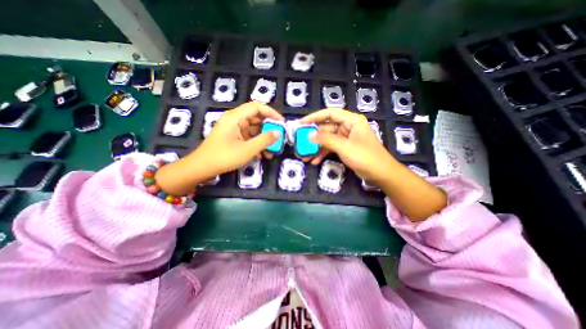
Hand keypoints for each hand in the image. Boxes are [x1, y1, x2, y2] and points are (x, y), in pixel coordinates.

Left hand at [155, 101, 283, 194]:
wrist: (202, 168)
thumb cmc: (224, 157)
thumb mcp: (247, 149)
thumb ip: (264, 140)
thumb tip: (278, 133)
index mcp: (235, 117)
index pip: (257, 107)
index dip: (271, 113)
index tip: (281, 123)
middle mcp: (234, 120)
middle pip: (256, 118)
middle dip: (268, 128)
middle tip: (279, 137)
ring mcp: (233, 129)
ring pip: (253, 130)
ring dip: (263, 139)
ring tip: (272, 151)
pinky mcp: (233, 138)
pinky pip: (248, 137)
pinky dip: (256, 144)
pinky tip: (263, 155)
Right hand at [299, 107, 446, 220]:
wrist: (381, 173)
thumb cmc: (365, 157)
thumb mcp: (344, 147)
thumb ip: (326, 140)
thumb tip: (309, 135)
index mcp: (351, 120)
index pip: (329, 113)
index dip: (314, 117)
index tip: (302, 123)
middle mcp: (348, 127)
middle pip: (327, 128)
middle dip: (314, 138)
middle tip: (301, 144)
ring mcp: (346, 138)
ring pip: (327, 139)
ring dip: (317, 148)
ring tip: (305, 156)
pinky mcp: (345, 147)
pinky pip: (331, 147)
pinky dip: (323, 153)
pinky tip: (315, 161)